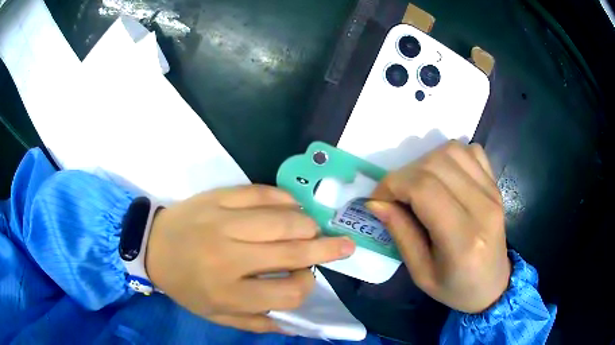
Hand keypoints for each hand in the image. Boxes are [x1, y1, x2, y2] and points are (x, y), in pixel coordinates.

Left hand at [146, 185, 355, 332]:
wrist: (153, 246)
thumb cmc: (185, 285)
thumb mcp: (216, 316)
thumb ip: (256, 322)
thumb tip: (295, 324)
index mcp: (229, 292)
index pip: (287, 292)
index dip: (306, 285)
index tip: (305, 278)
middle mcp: (228, 257)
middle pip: (292, 252)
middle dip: (326, 249)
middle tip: (345, 245)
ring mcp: (223, 222)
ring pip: (282, 220)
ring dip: (307, 224)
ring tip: (315, 229)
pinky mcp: (218, 198)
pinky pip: (260, 193)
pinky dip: (284, 199)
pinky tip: (293, 206)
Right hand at [367, 141, 509, 313]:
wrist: (493, 285)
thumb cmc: (455, 288)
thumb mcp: (421, 273)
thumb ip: (400, 233)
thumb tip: (375, 202)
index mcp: (463, 239)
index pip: (423, 188)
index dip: (393, 185)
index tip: (378, 199)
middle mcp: (482, 207)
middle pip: (435, 165)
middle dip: (404, 174)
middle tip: (395, 196)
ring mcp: (492, 192)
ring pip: (452, 150)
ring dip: (425, 162)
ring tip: (418, 185)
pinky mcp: (495, 185)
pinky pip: (471, 151)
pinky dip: (450, 156)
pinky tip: (444, 176)